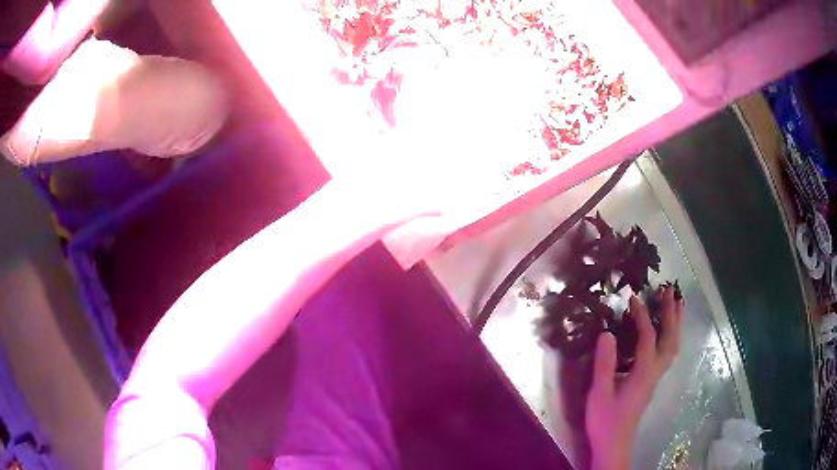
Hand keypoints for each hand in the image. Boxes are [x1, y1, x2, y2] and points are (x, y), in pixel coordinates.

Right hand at [585, 287, 683, 469]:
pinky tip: (666, 333)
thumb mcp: (599, 393)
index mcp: (643, 373)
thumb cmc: (605, 420)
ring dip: (676, 323)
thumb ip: (605, 364)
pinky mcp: (652, 382)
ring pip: (673, 345)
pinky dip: (671, 336)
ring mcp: (655, 377)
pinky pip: (668, 352)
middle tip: (669, 290)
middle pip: (670, 338)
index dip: (642, 316)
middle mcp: (655, 372)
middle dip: (671, 313)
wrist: (614, 443)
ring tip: (677, 304)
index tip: (633, 297)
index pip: (648, 338)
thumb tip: (607, 333)